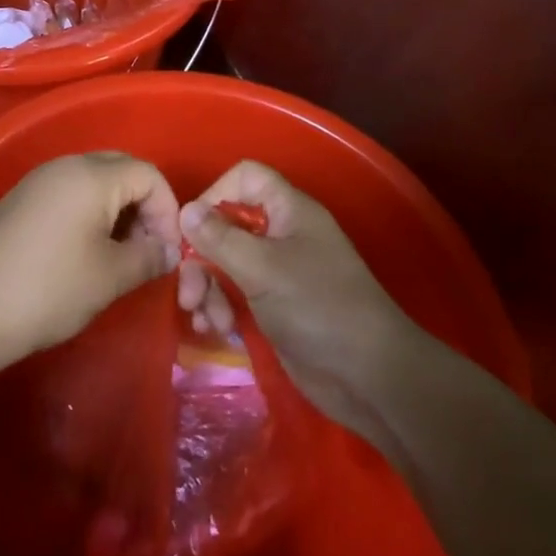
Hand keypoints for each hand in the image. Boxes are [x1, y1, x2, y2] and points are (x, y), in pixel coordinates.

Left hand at [0, 152, 181, 368]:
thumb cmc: (49, 289)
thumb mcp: (110, 277)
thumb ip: (149, 257)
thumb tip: (168, 251)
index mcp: (92, 175)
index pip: (149, 174)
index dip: (168, 210)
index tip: (167, 252)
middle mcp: (66, 166)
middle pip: (122, 170)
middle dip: (144, 207)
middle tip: (147, 249)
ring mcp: (39, 181)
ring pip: (95, 182)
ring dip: (118, 212)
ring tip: (119, 255)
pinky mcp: (21, 200)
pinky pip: (69, 193)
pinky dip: (90, 214)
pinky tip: (85, 253)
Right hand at [178, 161, 413, 454]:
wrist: (369, 377)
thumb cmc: (319, 307)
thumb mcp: (263, 269)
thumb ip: (220, 238)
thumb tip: (186, 209)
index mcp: (288, 211)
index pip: (246, 178)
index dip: (215, 194)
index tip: (193, 228)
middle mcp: (282, 235)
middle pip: (227, 225)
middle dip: (202, 256)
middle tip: (189, 292)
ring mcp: (278, 272)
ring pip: (226, 263)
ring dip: (208, 288)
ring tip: (204, 319)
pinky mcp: (275, 307)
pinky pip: (236, 294)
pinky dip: (221, 307)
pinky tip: (214, 329)